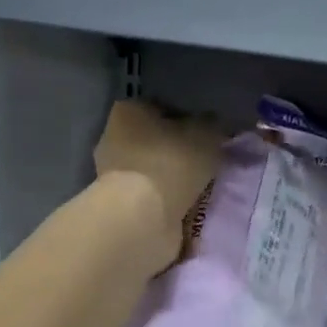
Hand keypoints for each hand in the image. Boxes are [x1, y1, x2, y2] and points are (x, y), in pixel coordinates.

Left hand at [94, 100, 223, 272]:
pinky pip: (152, 197)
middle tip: (207, 164)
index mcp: (129, 111)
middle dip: (180, 152)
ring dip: (174, 180)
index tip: (207, 137)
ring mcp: (113, 175)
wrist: (143, 217)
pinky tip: (187, 208)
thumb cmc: (172, 163)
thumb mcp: (207, 134)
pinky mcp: (120, 205)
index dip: (188, 121)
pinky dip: (167, 202)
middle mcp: (114, 138)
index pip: (162, 108)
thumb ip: (212, 126)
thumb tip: (213, 127)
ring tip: (201, 190)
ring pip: (154, 171)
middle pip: (156, 141)